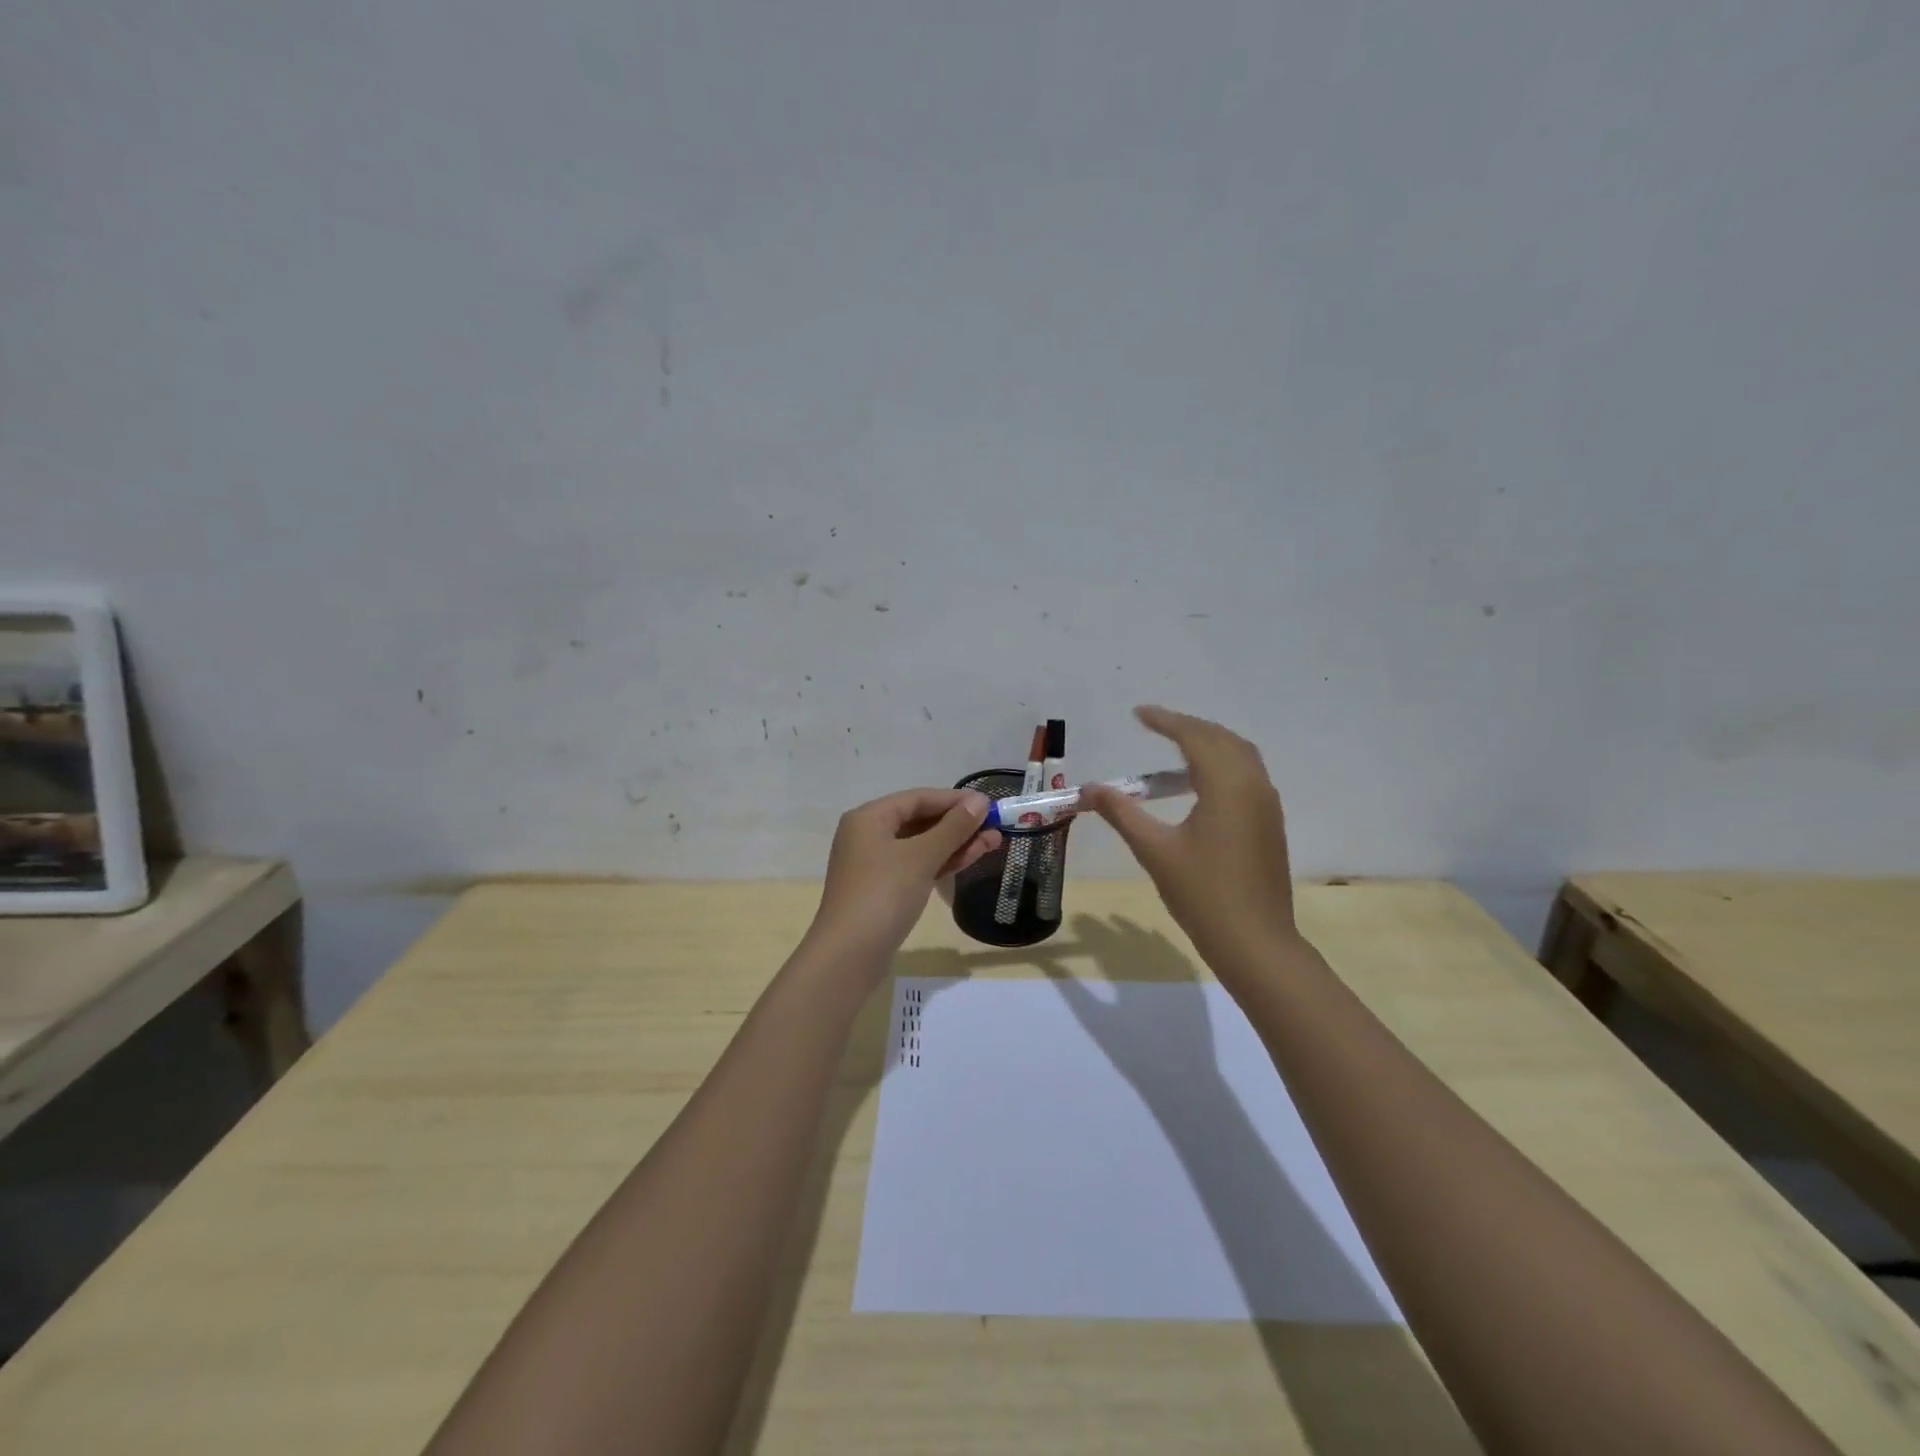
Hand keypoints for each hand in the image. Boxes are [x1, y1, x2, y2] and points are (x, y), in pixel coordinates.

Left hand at [808, 787, 998, 968]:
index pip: (918, 798)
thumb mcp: (921, 857)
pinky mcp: (884, 889)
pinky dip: (942, 862)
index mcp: (869, 818)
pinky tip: (970, 859)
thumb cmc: (883, 895)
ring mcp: (875, 864)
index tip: (989, 805)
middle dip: (959, 824)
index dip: (955, 800)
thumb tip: (980, 801)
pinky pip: (917, 866)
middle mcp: (868, 835)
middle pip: (920, 821)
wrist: (849, 956)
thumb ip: (953, 828)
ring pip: (922, 845)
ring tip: (994, 842)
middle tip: (996, 827)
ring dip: (956, 844)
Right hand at [1079, 706, 1303, 983]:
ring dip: (1208, 743)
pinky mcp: (1269, 823)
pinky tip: (1199, 782)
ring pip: (1240, 755)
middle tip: (1155, 725)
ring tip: (1174, 746)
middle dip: (1188, 727)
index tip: (1138, 713)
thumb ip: (1121, 813)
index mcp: (1227, 786)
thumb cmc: (1202, 894)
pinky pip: (1247, 775)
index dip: (1165, 721)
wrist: (1256, 942)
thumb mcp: (1154, 850)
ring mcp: (1266, 805)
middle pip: (1221, 739)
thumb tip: (1088, 789)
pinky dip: (1222, 763)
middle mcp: (1253, 786)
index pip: (1195, 737)